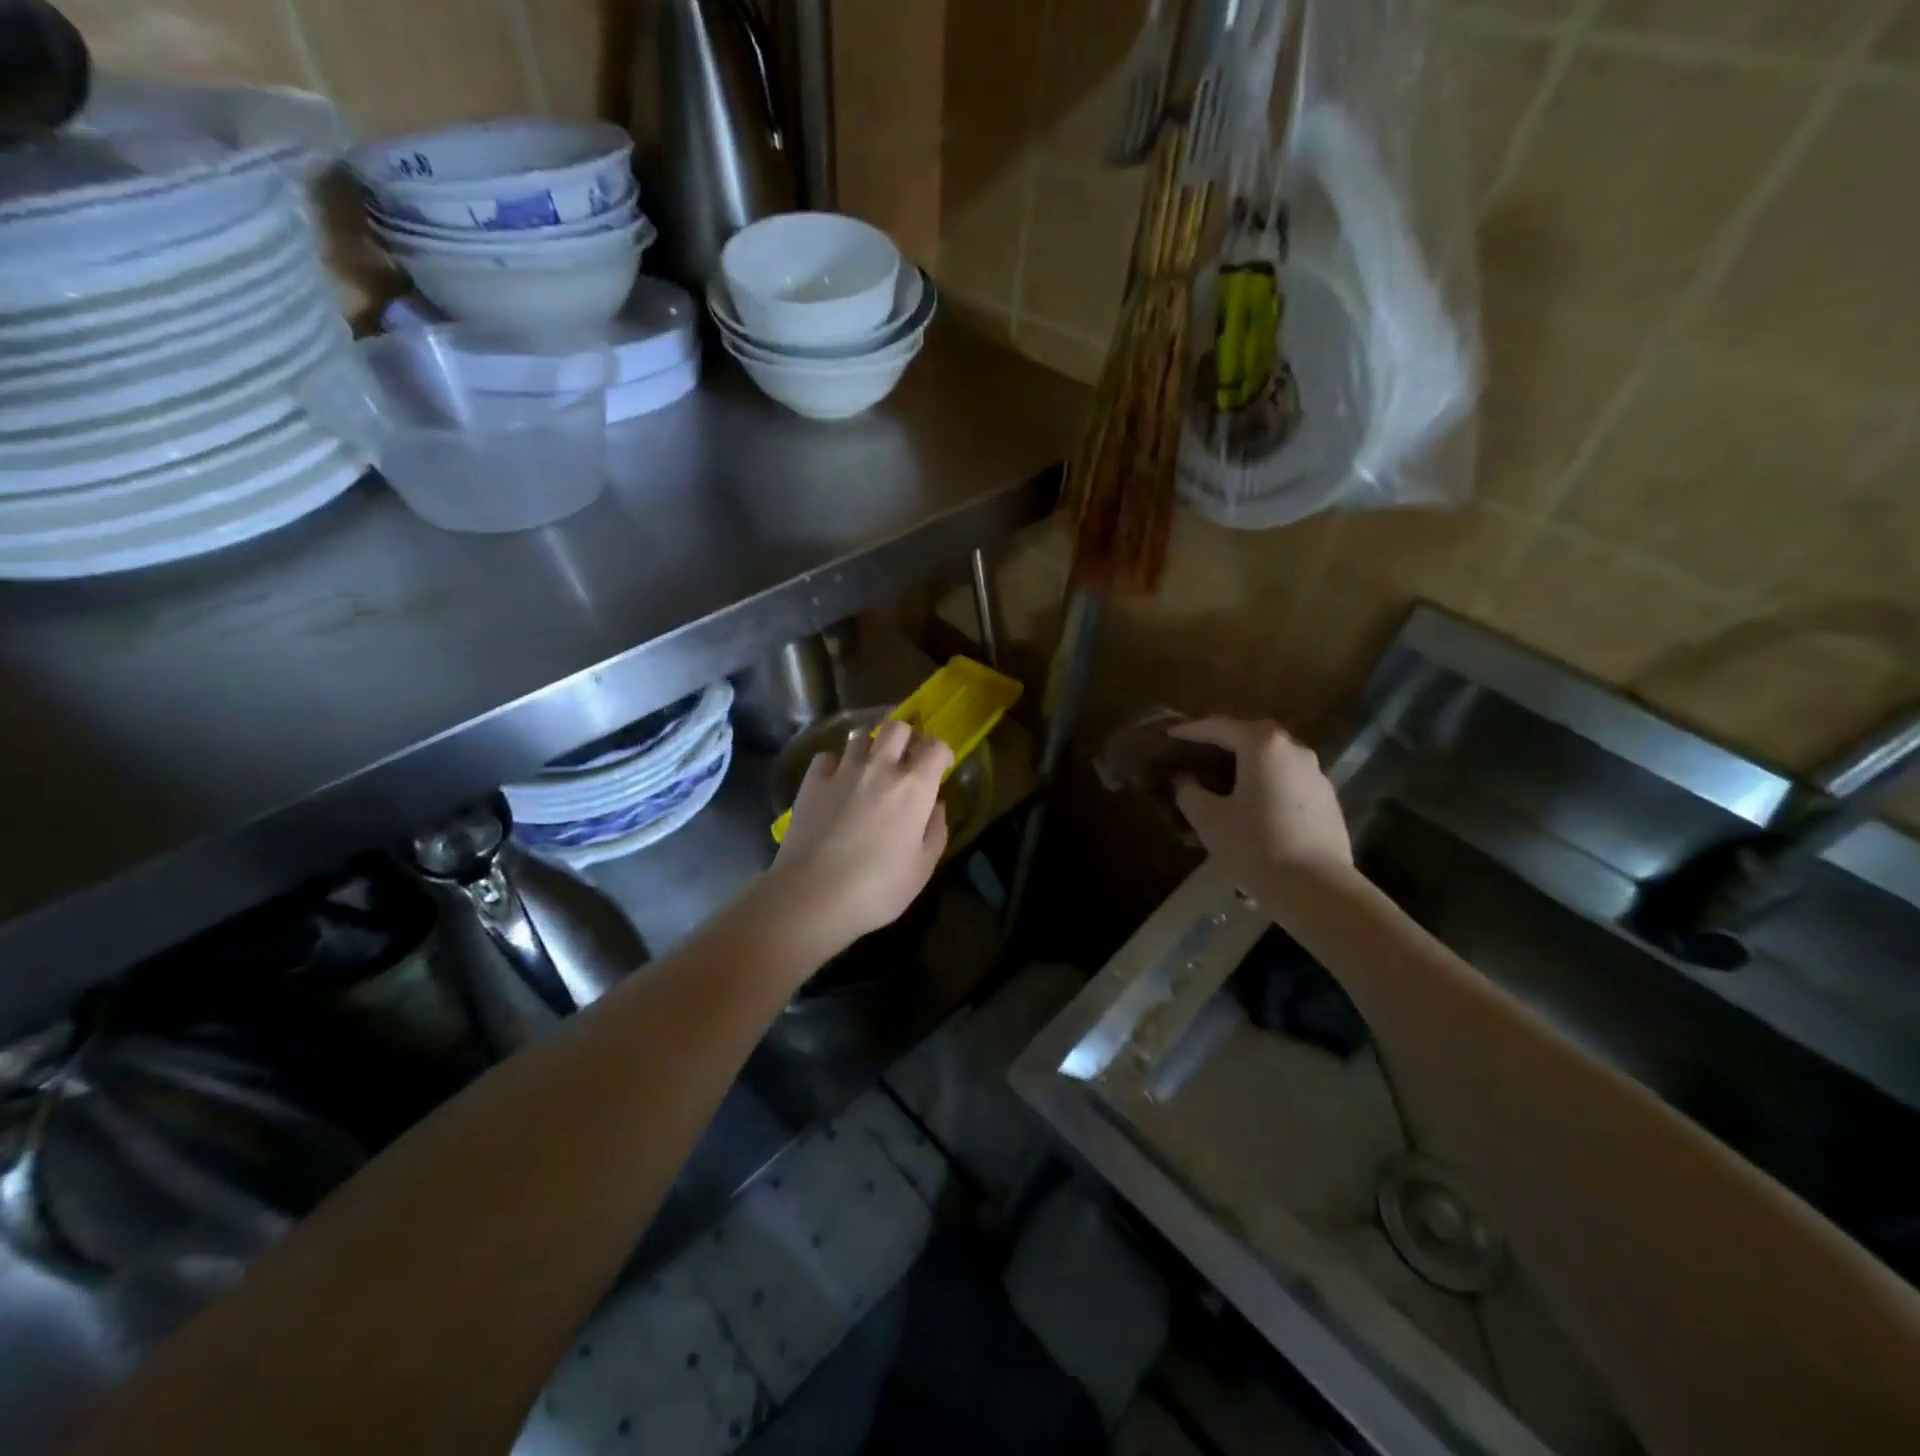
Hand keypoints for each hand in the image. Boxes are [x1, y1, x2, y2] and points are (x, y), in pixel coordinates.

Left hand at [770, 719, 953, 953]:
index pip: (936, 746)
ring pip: (861, 735)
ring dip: (871, 746)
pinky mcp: (812, 781)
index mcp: (914, 787)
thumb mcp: (923, 868)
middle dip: (906, 737)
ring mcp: (843, 771)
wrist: (813, 896)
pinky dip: (837, 763)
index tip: (940, 768)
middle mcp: (880, 768)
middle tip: (905, 760)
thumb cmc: (877, 889)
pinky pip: (828, 756)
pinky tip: (837, 782)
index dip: (941, 752)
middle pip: (897, 726)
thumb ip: (936, 830)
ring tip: (870, 768)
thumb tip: (936, 806)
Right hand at [1170, 718, 1352, 897]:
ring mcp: (1316, 774)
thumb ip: (1190, 792)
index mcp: (1262, 746)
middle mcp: (1294, 750)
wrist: (1316, 889)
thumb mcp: (1209, 819)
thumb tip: (1184, 780)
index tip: (1170, 736)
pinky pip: (1289, 779)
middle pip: (1252, 735)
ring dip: (1248, 761)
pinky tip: (1254, 804)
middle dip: (1223, 740)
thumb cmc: (1255, 846)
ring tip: (1225, 778)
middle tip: (1199, 752)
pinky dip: (1267, 781)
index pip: (1219, 727)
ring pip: (1273, 758)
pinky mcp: (1327, 800)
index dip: (1191, 730)